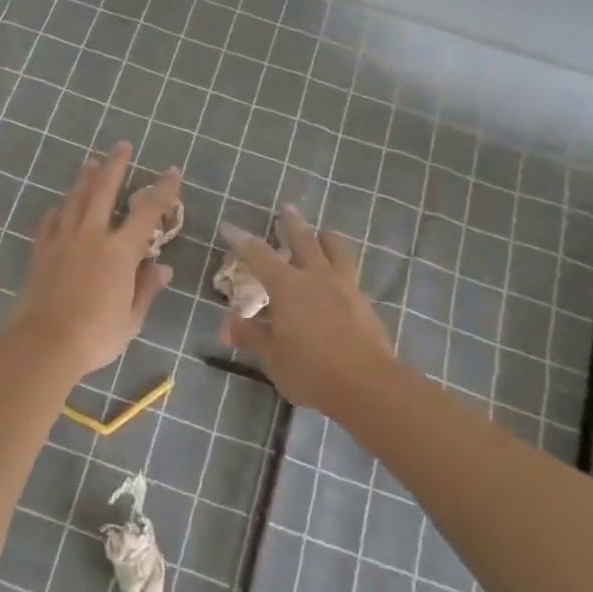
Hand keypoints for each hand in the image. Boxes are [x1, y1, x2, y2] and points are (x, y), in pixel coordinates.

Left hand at [9, 142, 181, 379]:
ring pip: (74, 201)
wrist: (43, 344)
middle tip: (121, 145)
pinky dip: (57, 212)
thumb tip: (161, 267)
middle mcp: (91, 236)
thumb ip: (146, 289)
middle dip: (114, 166)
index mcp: (120, 252)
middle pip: (103, 191)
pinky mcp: (41, 253)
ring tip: (89, 162)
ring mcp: (62, 242)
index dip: (162, 190)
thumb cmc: (95, 335)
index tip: (171, 171)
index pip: (146, 213)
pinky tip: (57, 207)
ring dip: (84, 179)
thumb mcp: (131, 318)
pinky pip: (49, 224)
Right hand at [219, 205, 397, 409]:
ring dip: (325, 237)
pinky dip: (340, 263)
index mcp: (287, 286)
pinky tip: (339, 273)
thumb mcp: (272, 357)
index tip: (229, 226)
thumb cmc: (310, 369)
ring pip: (335, 250)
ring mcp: (344, 287)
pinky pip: (350, 272)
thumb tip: (226, 324)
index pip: (259, 255)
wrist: (367, 384)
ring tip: (323, 231)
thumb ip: (250, 336)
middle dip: (291, 223)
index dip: (242, 240)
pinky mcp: (363, 302)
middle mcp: (316, 277)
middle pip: (303, 240)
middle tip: (287, 207)